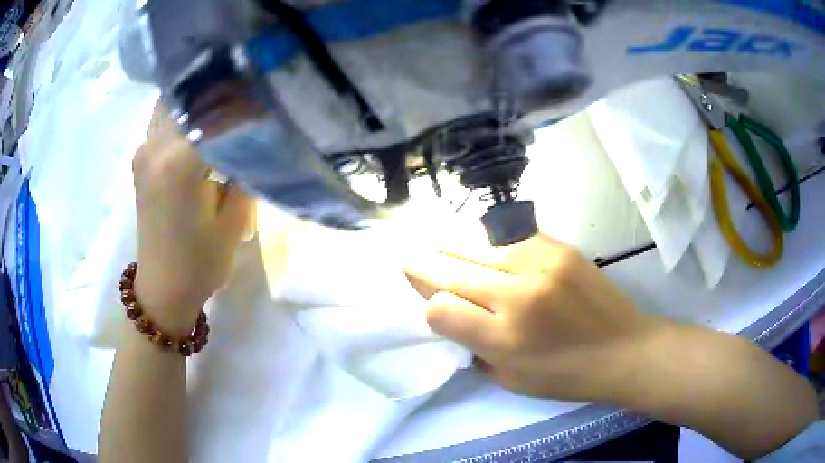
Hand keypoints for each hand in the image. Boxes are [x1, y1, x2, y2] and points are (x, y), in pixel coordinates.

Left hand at [132, 106, 250, 333]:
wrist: (163, 289)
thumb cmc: (200, 263)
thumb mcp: (234, 220)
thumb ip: (246, 170)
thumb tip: (258, 133)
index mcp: (178, 163)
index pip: (217, 109)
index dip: (246, 98)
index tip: (270, 92)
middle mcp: (155, 147)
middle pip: (192, 95)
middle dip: (223, 88)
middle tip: (252, 86)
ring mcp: (144, 150)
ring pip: (174, 100)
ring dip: (200, 96)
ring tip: (228, 97)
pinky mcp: (141, 157)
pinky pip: (164, 117)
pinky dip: (184, 108)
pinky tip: (203, 116)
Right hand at [405, 234, 660, 401]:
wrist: (625, 348)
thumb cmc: (568, 376)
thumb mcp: (511, 381)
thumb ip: (475, 349)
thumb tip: (451, 315)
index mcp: (505, 340)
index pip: (440, 308)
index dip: (428, 304)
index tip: (429, 302)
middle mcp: (518, 297)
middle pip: (450, 268)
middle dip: (420, 261)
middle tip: (402, 250)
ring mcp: (541, 264)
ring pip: (475, 245)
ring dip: (449, 245)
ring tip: (433, 241)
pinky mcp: (558, 247)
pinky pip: (507, 237)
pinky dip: (486, 241)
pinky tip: (480, 244)